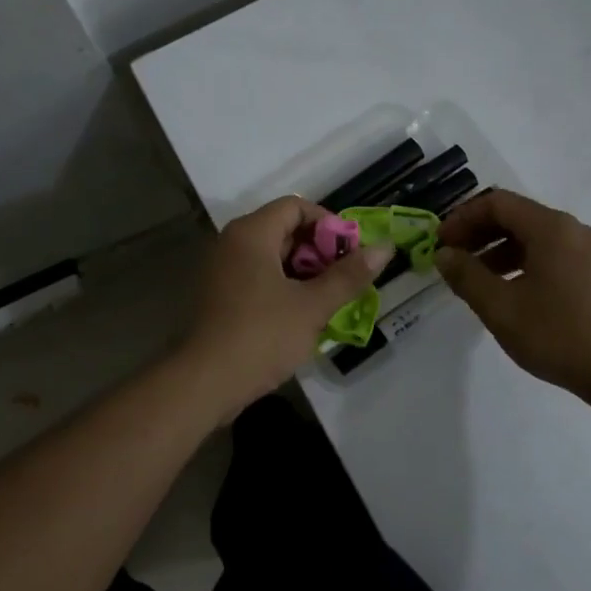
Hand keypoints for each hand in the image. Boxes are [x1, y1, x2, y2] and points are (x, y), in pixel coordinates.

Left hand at [180, 196, 391, 415]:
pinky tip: (301, 316)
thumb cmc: (262, 335)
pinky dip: (282, 288)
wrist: (205, 383)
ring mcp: (222, 270)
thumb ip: (349, 275)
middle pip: (283, 230)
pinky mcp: (219, 296)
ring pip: (271, 257)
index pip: (296, 207)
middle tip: (344, 280)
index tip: (351, 253)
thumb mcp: (313, 305)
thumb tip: (385, 248)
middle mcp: (232, 243)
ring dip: (303, 273)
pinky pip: (257, 278)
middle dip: (319, 251)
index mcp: (251, 233)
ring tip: (329, 300)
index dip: (328, 224)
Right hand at [434, 189, 590, 413]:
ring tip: (477, 281)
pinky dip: (525, 264)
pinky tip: (513, 294)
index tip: (441, 244)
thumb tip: (444, 254)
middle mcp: (575, 230)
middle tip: (453, 260)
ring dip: (500, 252)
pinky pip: (554, 256)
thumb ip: (466, 276)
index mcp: (552, 228)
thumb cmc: (561, 336)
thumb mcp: (501, 308)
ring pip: (536, 238)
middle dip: (480, 234)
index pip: (497, 203)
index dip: (463, 218)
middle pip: (518, 217)